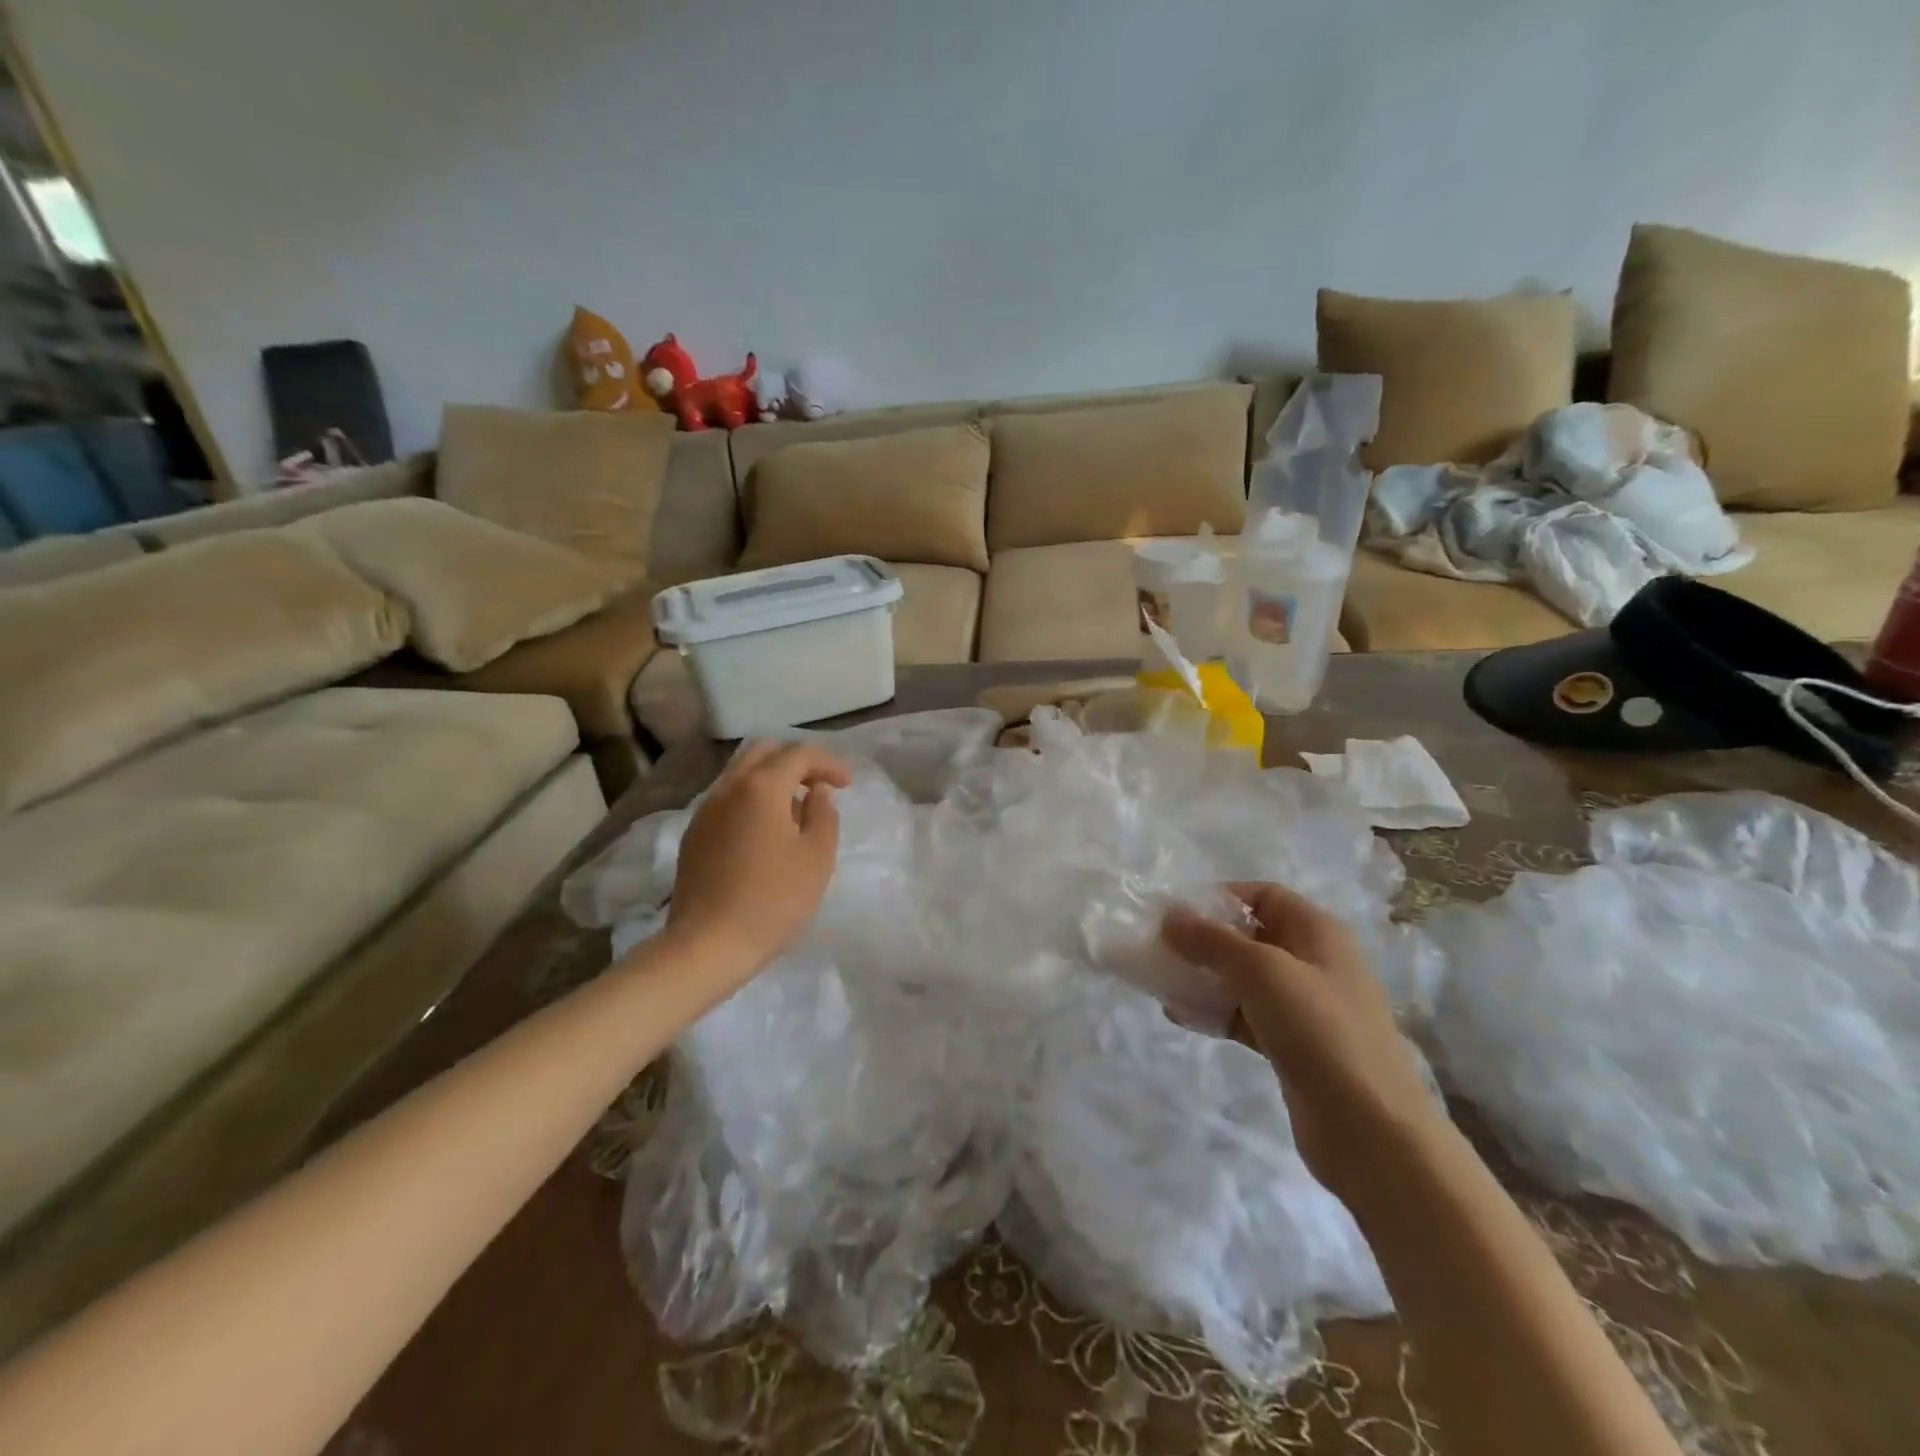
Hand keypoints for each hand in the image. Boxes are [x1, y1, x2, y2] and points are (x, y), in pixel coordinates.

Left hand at [666, 741, 851, 973]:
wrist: (707, 945)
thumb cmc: (773, 901)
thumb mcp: (816, 858)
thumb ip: (823, 815)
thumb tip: (817, 793)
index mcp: (761, 787)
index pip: (799, 754)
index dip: (828, 763)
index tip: (846, 785)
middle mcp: (729, 788)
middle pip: (764, 752)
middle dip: (797, 761)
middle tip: (820, 786)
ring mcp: (706, 810)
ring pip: (741, 773)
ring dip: (772, 779)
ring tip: (796, 810)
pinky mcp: (695, 834)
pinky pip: (728, 798)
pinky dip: (752, 798)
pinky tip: (766, 830)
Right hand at [1163, 883, 1440, 1198]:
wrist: (1371, 1130)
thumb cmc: (1319, 1030)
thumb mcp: (1262, 971)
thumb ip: (1212, 940)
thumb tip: (1170, 915)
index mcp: (1317, 932)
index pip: (1263, 895)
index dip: (1221, 898)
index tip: (1178, 915)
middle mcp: (1313, 962)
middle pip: (1250, 936)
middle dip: (1205, 940)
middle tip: (1161, 950)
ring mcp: (1304, 1007)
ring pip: (1244, 979)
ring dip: (1204, 977)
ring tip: (1163, 984)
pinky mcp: (1292, 1045)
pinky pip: (1245, 1016)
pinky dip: (1215, 1012)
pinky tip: (1181, 1016)